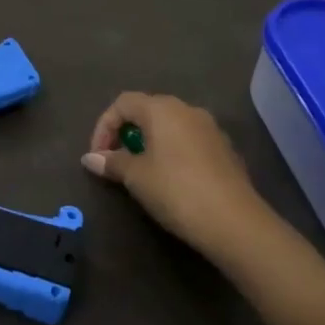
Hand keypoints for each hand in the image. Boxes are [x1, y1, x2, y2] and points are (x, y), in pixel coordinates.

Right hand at [83, 91, 281, 267]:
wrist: (234, 222)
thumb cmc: (176, 190)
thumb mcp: (136, 177)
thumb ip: (112, 162)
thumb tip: (90, 158)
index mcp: (162, 109)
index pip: (123, 103)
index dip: (104, 126)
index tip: (98, 156)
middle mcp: (188, 110)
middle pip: (148, 110)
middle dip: (127, 133)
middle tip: (117, 162)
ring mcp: (211, 129)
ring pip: (171, 126)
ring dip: (151, 143)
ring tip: (142, 172)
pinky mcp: (226, 150)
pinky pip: (190, 142)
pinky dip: (173, 153)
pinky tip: (172, 181)